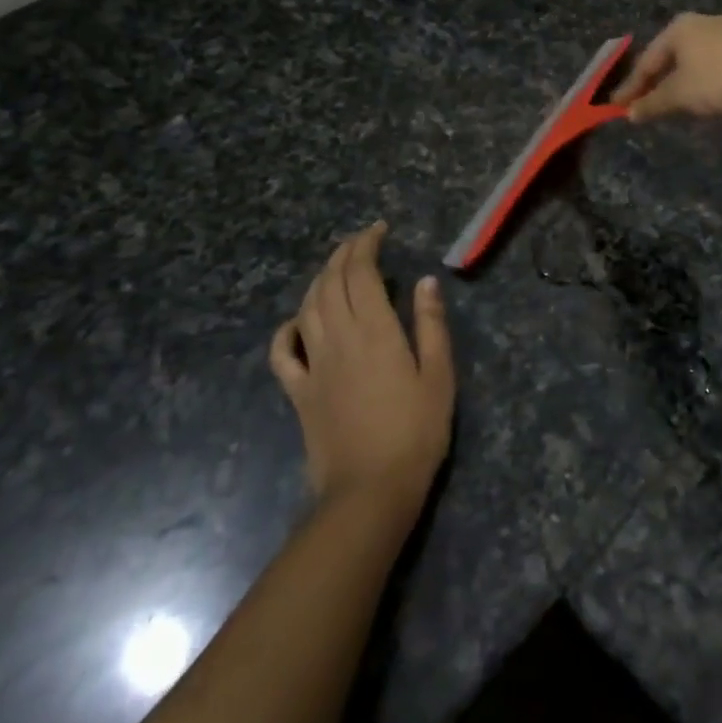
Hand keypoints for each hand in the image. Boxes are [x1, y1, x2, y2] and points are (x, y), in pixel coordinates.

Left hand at [270, 223, 455, 518]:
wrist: (369, 492)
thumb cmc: (415, 433)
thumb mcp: (439, 376)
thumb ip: (430, 325)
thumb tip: (426, 281)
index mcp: (374, 330)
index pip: (361, 272)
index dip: (366, 244)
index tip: (379, 230)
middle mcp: (338, 338)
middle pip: (331, 282)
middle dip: (344, 253)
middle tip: (361, 240)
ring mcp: (313, 365)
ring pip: (307, 307)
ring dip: (320, 280)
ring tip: (337, 268)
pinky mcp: (299, 392)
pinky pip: (282, 352)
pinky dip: (287, 329)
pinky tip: (298, 321)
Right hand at [611, 14, 721, 121]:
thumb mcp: (681, 95)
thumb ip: (654, 103)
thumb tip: (630, 113)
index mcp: (679, 28)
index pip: (647, 60)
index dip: (631, 87)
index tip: (617, 107)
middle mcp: (705, 21)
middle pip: (673, 54)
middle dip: (659, 79)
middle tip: (648, 102)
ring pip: (701, 56)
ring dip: (687, 77)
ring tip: (683, 99)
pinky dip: (714, 75)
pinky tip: (720, 91)